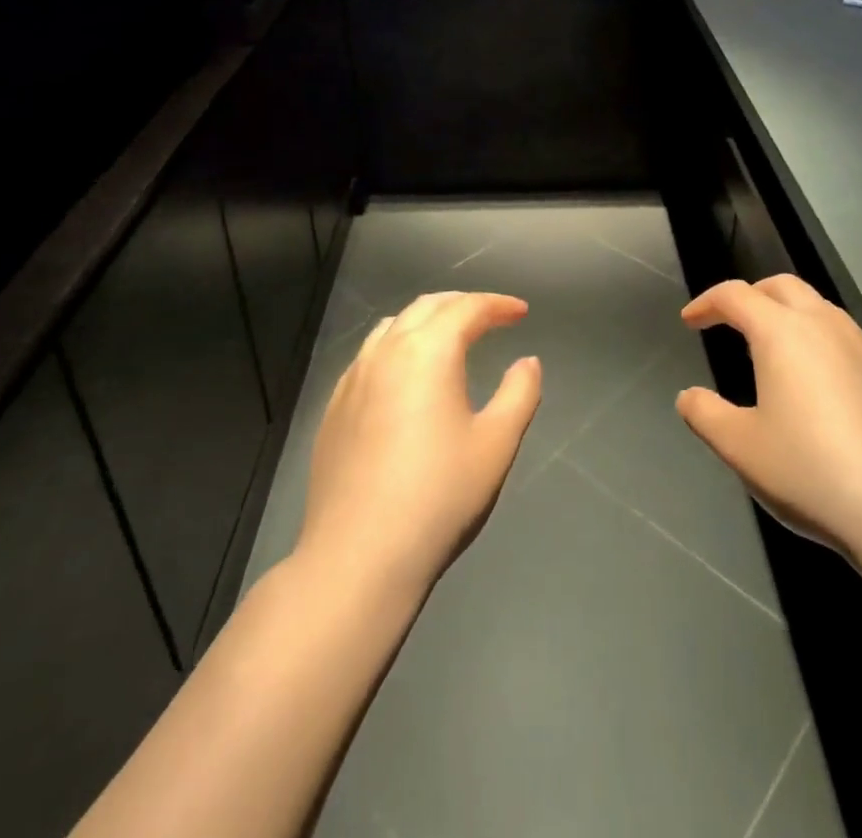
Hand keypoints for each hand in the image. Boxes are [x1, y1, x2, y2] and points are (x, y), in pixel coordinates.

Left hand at [296, 292, 540, 598]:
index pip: (467, 308)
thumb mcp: (496, 444)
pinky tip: (406, 377)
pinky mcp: (334, 408)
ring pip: (392, 326)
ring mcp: (353, 379)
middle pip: (426, 307)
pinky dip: (397, 346)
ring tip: (449, 338)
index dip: (498, 304)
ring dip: (426, 321)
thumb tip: (527, 362)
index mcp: (428, 352)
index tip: (521, 313)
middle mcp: (386, 352)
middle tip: (491, 317)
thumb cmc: (439, 496)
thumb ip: (519, 393)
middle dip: (462, 304)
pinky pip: (369, 355)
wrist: (358, 557)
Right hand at [676, 275, 861, 568]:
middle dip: (752, 295)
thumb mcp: (740, 448)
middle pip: (782, 287)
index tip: (691, 321)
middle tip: (733, 322)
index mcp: (782, 333)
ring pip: (821, 310)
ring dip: (790, 317)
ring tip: (776, 355)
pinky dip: (823, 346)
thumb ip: (705, 414)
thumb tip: (688, 396)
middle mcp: (826, 326)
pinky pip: (850, 342)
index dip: (707, 302)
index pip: (736, 295)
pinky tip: (824, 391)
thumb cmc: (811, 473)